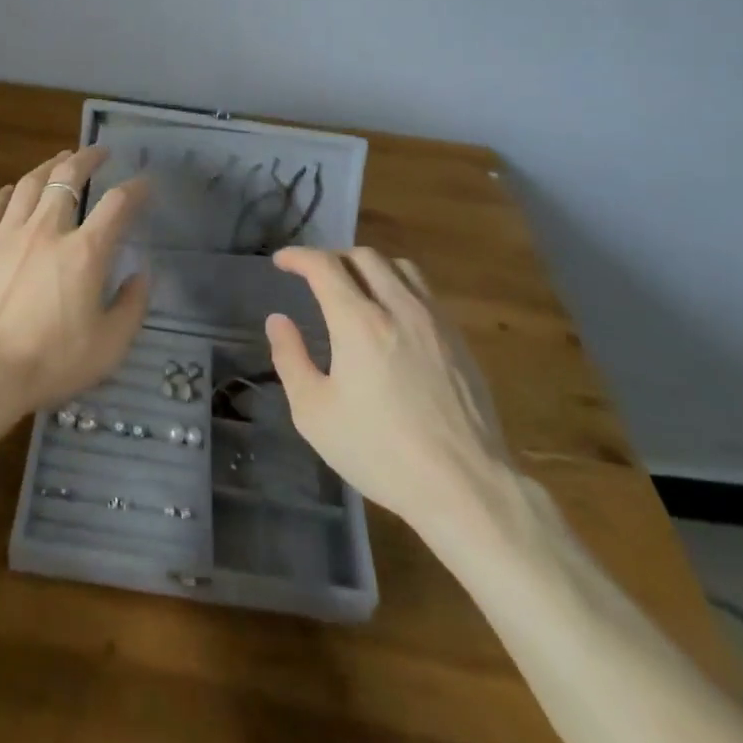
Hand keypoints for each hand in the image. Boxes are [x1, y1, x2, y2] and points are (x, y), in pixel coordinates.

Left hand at [0, 147, 149, 450]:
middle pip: (67, 176)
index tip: (144, 183)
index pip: (117, 204)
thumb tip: (141, 274)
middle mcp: (46, 230)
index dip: (135, 188)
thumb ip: (131, 307)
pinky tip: (11, 190)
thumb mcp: (108, 348)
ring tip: (58, 159)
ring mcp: (5, 234)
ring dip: (48, 166)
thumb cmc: (48, 363)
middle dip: (86, 158)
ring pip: (29, 184)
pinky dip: (6, 193)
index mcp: (84, 252)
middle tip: (98, 152)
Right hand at [266, 247, 529, 560]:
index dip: (298, 256)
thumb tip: (278, 320)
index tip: (282, 261)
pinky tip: (393, 316)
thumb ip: (290, 359)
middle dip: (332, 258)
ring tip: (355, 287)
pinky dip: (398, 286)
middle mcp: (397, 307)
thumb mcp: (315, 413)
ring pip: (399, 267)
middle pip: (363, 256)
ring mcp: (434, 320)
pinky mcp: (458, 339)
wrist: (464, 486)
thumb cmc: (380, 452)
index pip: (324, 265)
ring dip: (369, 267)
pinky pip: (423, 291)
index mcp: (358, 321)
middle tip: (315, 276)